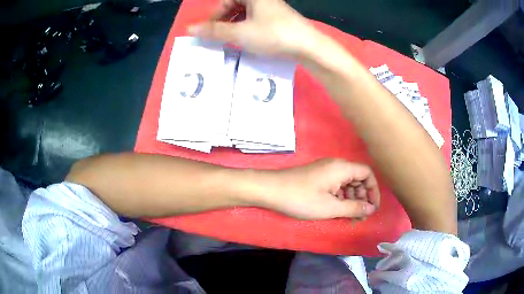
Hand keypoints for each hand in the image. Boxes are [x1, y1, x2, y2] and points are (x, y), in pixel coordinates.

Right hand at [188, 0, 316, 57]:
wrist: (309, 47)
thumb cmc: (273, 34)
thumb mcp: (240, 33)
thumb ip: (214, 30)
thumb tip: (190, 28)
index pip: (227, 0)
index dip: (215, 14)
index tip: (210, 30)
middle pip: (236, 5)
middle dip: (224, 20)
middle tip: (219, 35)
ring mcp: (273, 8)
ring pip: (246, 13)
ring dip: (235, 24)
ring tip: (231, 39)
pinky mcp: (279, 19)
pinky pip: (257, 19)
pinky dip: (247, 27)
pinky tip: (247, 39)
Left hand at [261, 159, 379, 219]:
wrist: (270, 190)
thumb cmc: (301, 199)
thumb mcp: (330, 207)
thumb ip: (353, 208)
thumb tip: (371, 208)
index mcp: (342, 168)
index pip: (367, 173)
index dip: (373, 190)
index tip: (372, 208)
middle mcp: (336, 165)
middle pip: (357, 179)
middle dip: (361, 197)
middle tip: (359, 217)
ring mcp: (325, 170)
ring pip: (346, 183)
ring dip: (351, 199)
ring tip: (349, 217)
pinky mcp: (317, 177)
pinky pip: (335, 185)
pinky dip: (339, 197)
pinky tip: (337, 211)